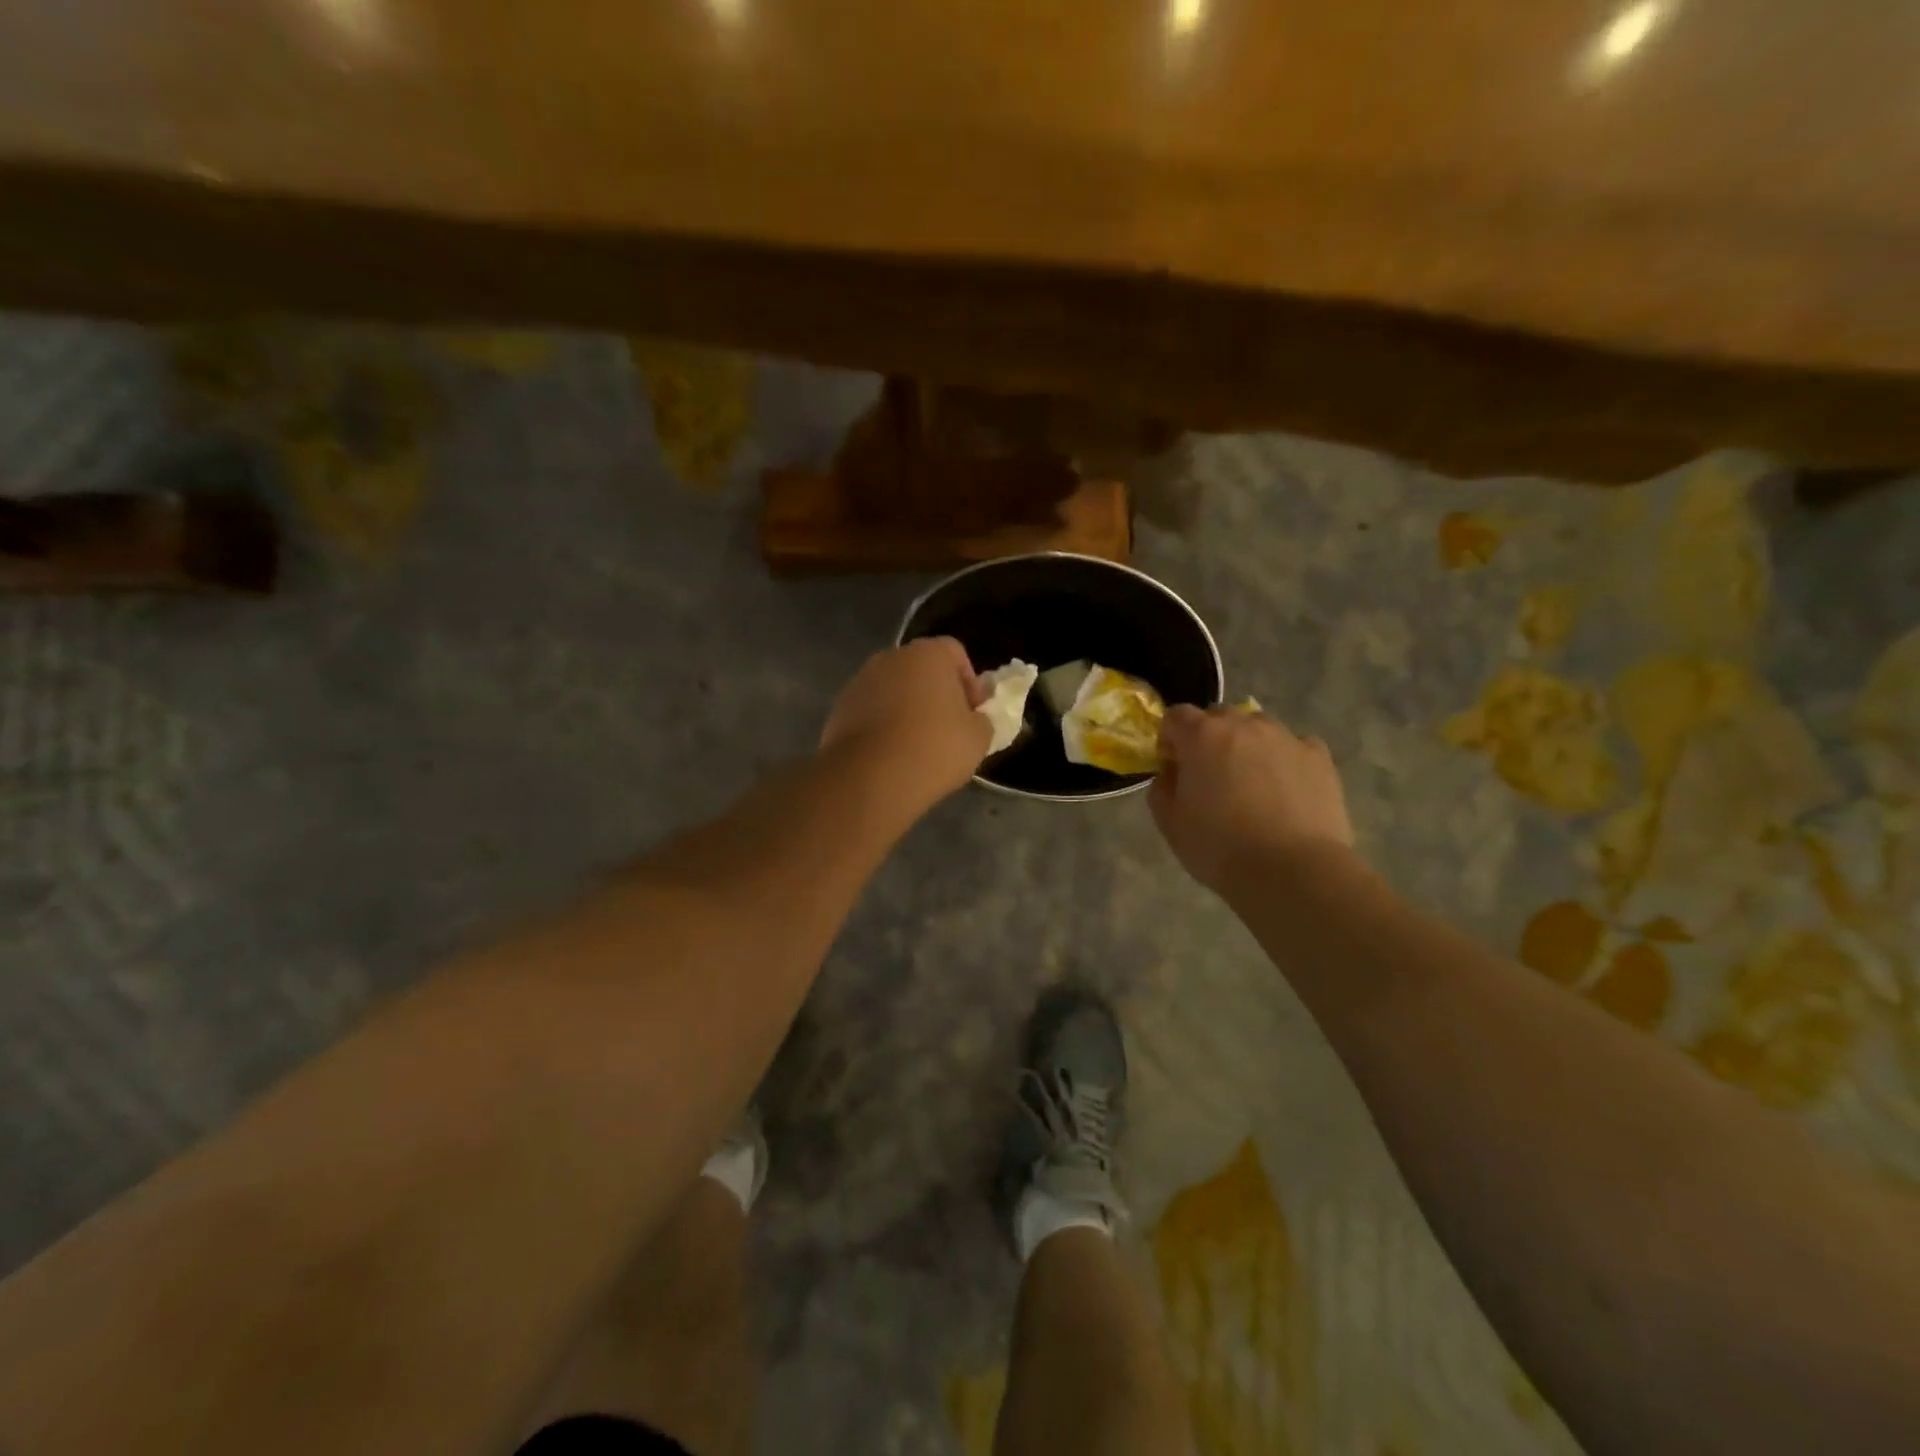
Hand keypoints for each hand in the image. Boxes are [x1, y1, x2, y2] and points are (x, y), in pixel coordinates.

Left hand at [820, 638, 991, 807]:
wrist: (869, 778)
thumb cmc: (934, 748)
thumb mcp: (978, 738)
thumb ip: (982, 720)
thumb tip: (975, 719)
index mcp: (928, 654)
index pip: (955, 652)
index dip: (969, 681)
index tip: (973, 712)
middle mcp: (891, 657)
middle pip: (921, 669)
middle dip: (935, 693)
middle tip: (947, 728)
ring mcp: (860, 681)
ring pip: (893, 690)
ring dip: (906, 708)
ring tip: (916, 745)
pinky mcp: (840, 708)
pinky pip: (870, 711)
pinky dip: (882, 725)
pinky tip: (890, 754)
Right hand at [1151, 705, 1354, 894]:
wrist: (1292, 871)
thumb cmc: (1220, 847)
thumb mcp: (1170, 823)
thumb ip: (1162, 787)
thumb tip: (1173, 773)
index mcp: (1202, 736)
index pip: (1176, 716)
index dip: (1170, 739)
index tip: (1175, 768)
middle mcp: (1243, 725)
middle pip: (1218, 717)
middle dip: (1209, 739)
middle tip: (1212, 777)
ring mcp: (1285, 737)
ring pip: (1258, 728)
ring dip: (1247, 746)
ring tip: (1252, 784)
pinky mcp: (1318, 757)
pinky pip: (1294, 746)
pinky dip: (1284, 759)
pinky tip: (1285, 790)